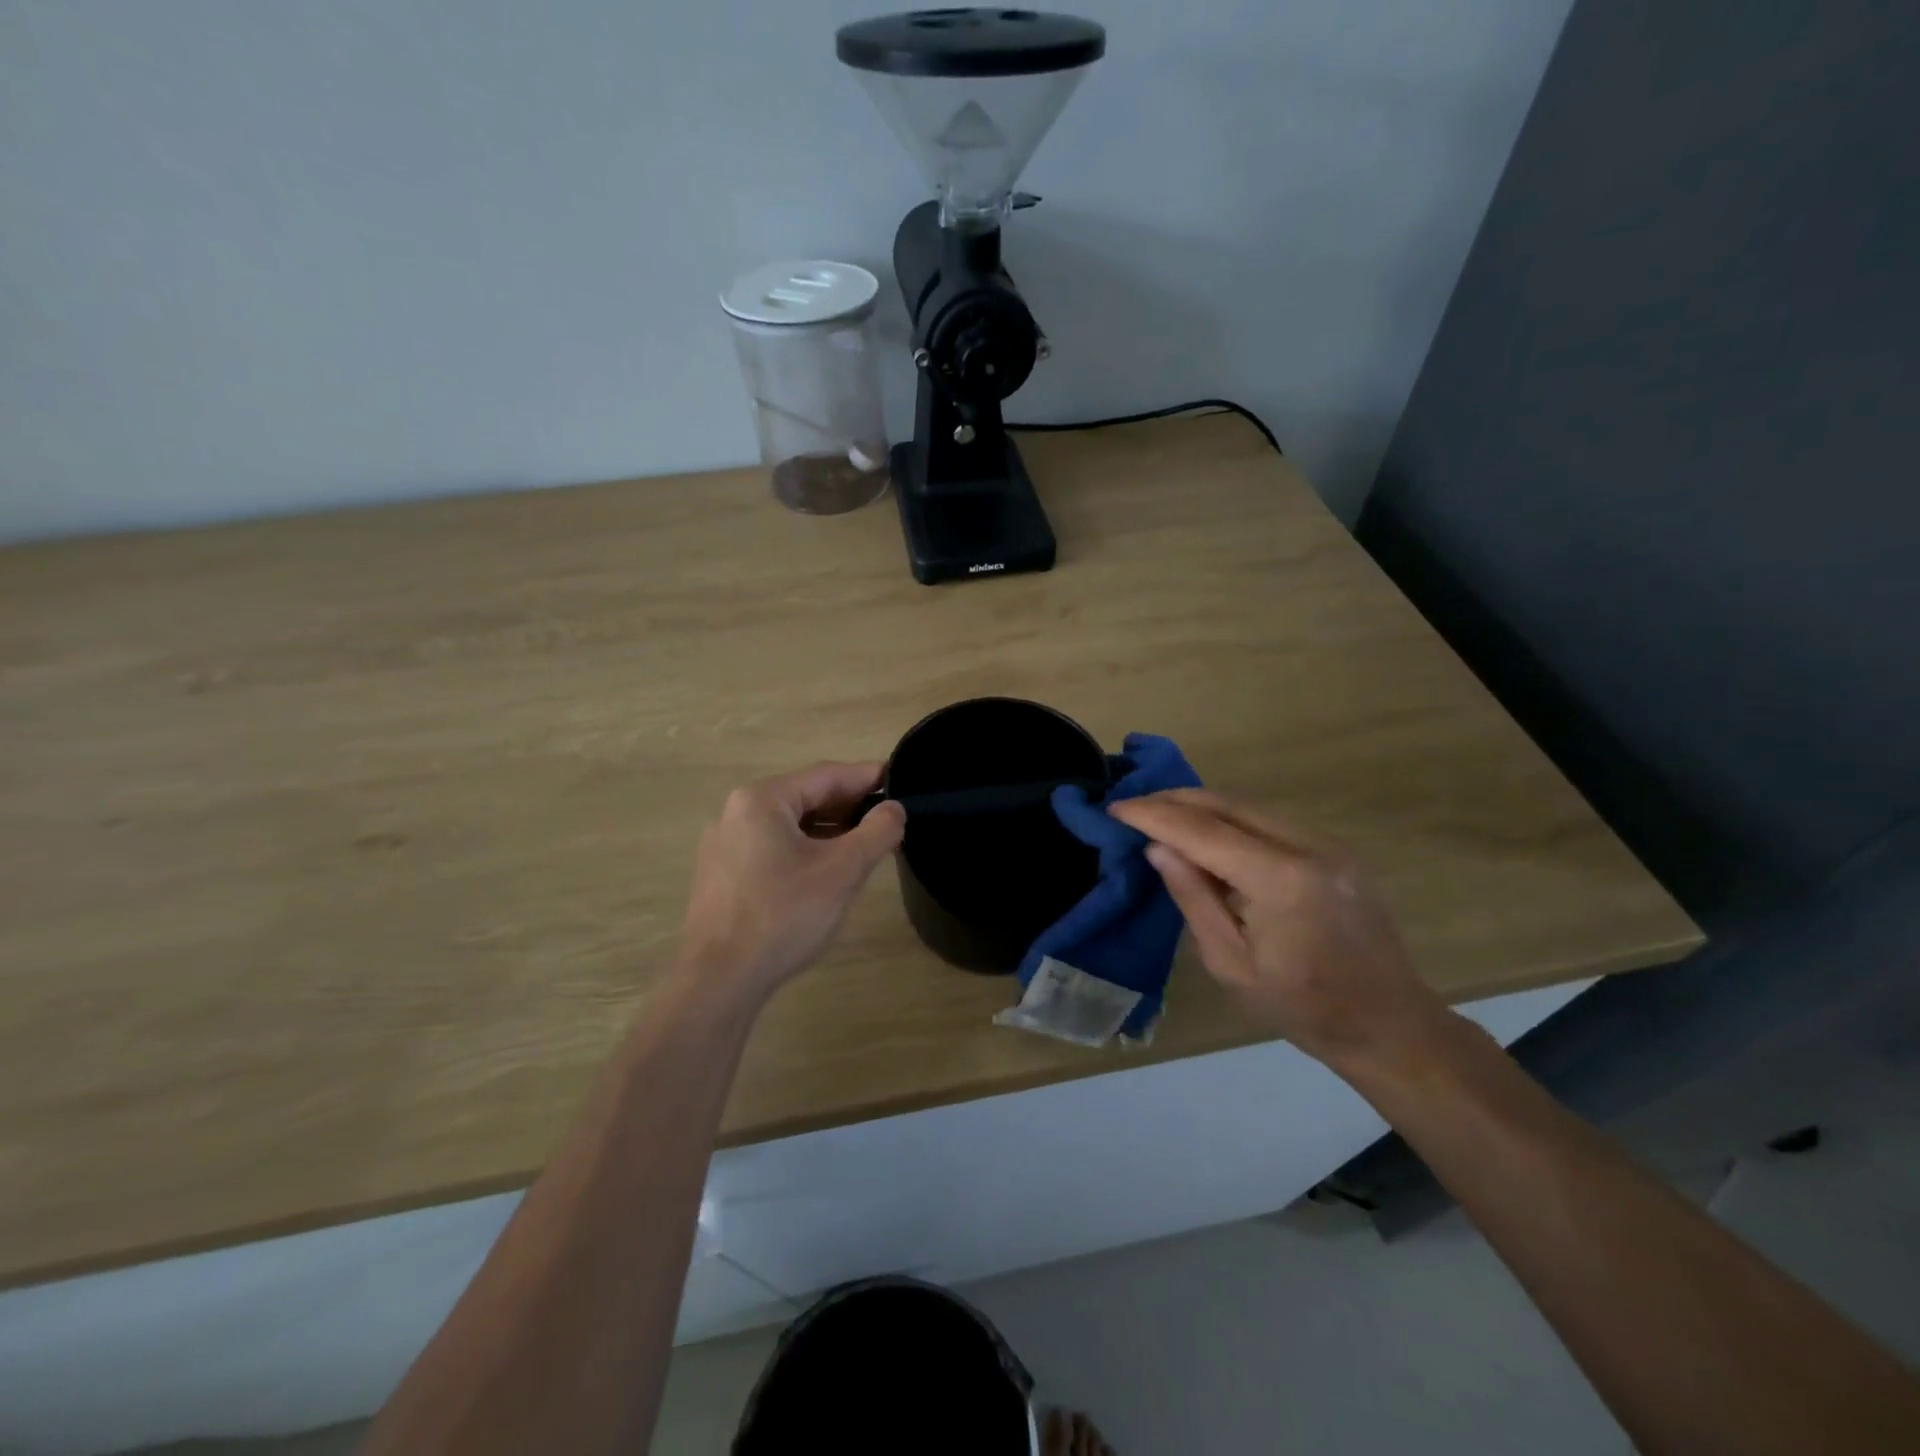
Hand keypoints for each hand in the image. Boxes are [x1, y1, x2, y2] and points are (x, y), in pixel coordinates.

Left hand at [679, 763, 906, 1001]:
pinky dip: (805, 850)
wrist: (719, 980)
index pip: (826, 775)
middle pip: (805, 797)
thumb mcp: (842, 871)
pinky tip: (827, 871)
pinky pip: (772, 848)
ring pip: (789, 825)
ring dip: (829, 830)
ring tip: (865, 844)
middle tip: (889, 817)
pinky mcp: (722, 875)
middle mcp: (737, 812)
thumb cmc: (783, 915)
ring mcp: (724, 845)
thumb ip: (877, 832)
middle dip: (849, 806)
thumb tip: (895, 809)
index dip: (867, 776)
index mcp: (762, 799)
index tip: (900, 780)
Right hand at [1108, 789, 1444, 1071]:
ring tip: (1158, 814)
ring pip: (1248, 805)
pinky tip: (1204, 831)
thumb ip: (1193, 897)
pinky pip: (1268, 819)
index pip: (1204, 832)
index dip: (1155, 817)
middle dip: (1174, 800)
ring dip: (1200, 805)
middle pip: (1227, 804)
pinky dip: (1228, 818)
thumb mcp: (1230, 963)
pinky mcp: (1334, 847)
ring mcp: (1328, 842)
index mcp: (1281, 881)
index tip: (1116, 809)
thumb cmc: (1301, 1007)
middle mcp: (1308, 846)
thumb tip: (1158, 848)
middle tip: (1132, 805)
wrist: (1387, 1022)